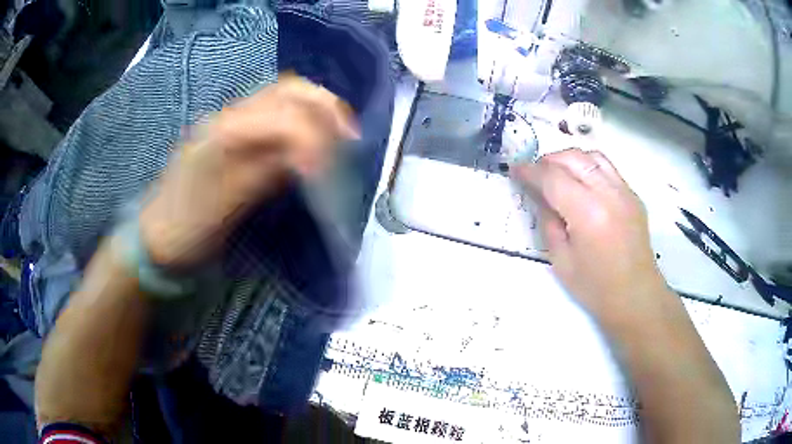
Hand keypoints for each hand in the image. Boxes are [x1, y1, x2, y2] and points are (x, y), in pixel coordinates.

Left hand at [139, 76, 358, 268]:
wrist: (157, 236)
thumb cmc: (190, 227)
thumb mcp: (229, 205)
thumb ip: (268, 172)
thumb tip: (311, 156)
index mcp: (226, 131)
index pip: (286, 118)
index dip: (316, 139)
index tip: (332, 172)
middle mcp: (229, 114)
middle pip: (288, 90)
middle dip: (326, 107)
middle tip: (349, 137)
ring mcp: (229, 119)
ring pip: (283, 95)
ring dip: (316, 108)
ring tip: (338, 134)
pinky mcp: (231, 131)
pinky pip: (274, 110)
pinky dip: (301, 115)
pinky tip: (310, 135)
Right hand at [511, 148, 668, 328]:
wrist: (635, 296)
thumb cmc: (595, 287)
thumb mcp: (561, 260)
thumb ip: (548, 221)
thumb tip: (540, 195)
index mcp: (587, 213)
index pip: (553, 178)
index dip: (530, 171)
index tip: (515, 170)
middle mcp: (608, 193)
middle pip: (573, 158)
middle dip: (548, 160)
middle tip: (534, 173)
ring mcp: (624, 191)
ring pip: (592, 156)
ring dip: (569, 159)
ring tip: (557, 173)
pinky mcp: (633, 195)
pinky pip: (607, 168)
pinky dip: (588, 166)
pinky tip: (582, 182)